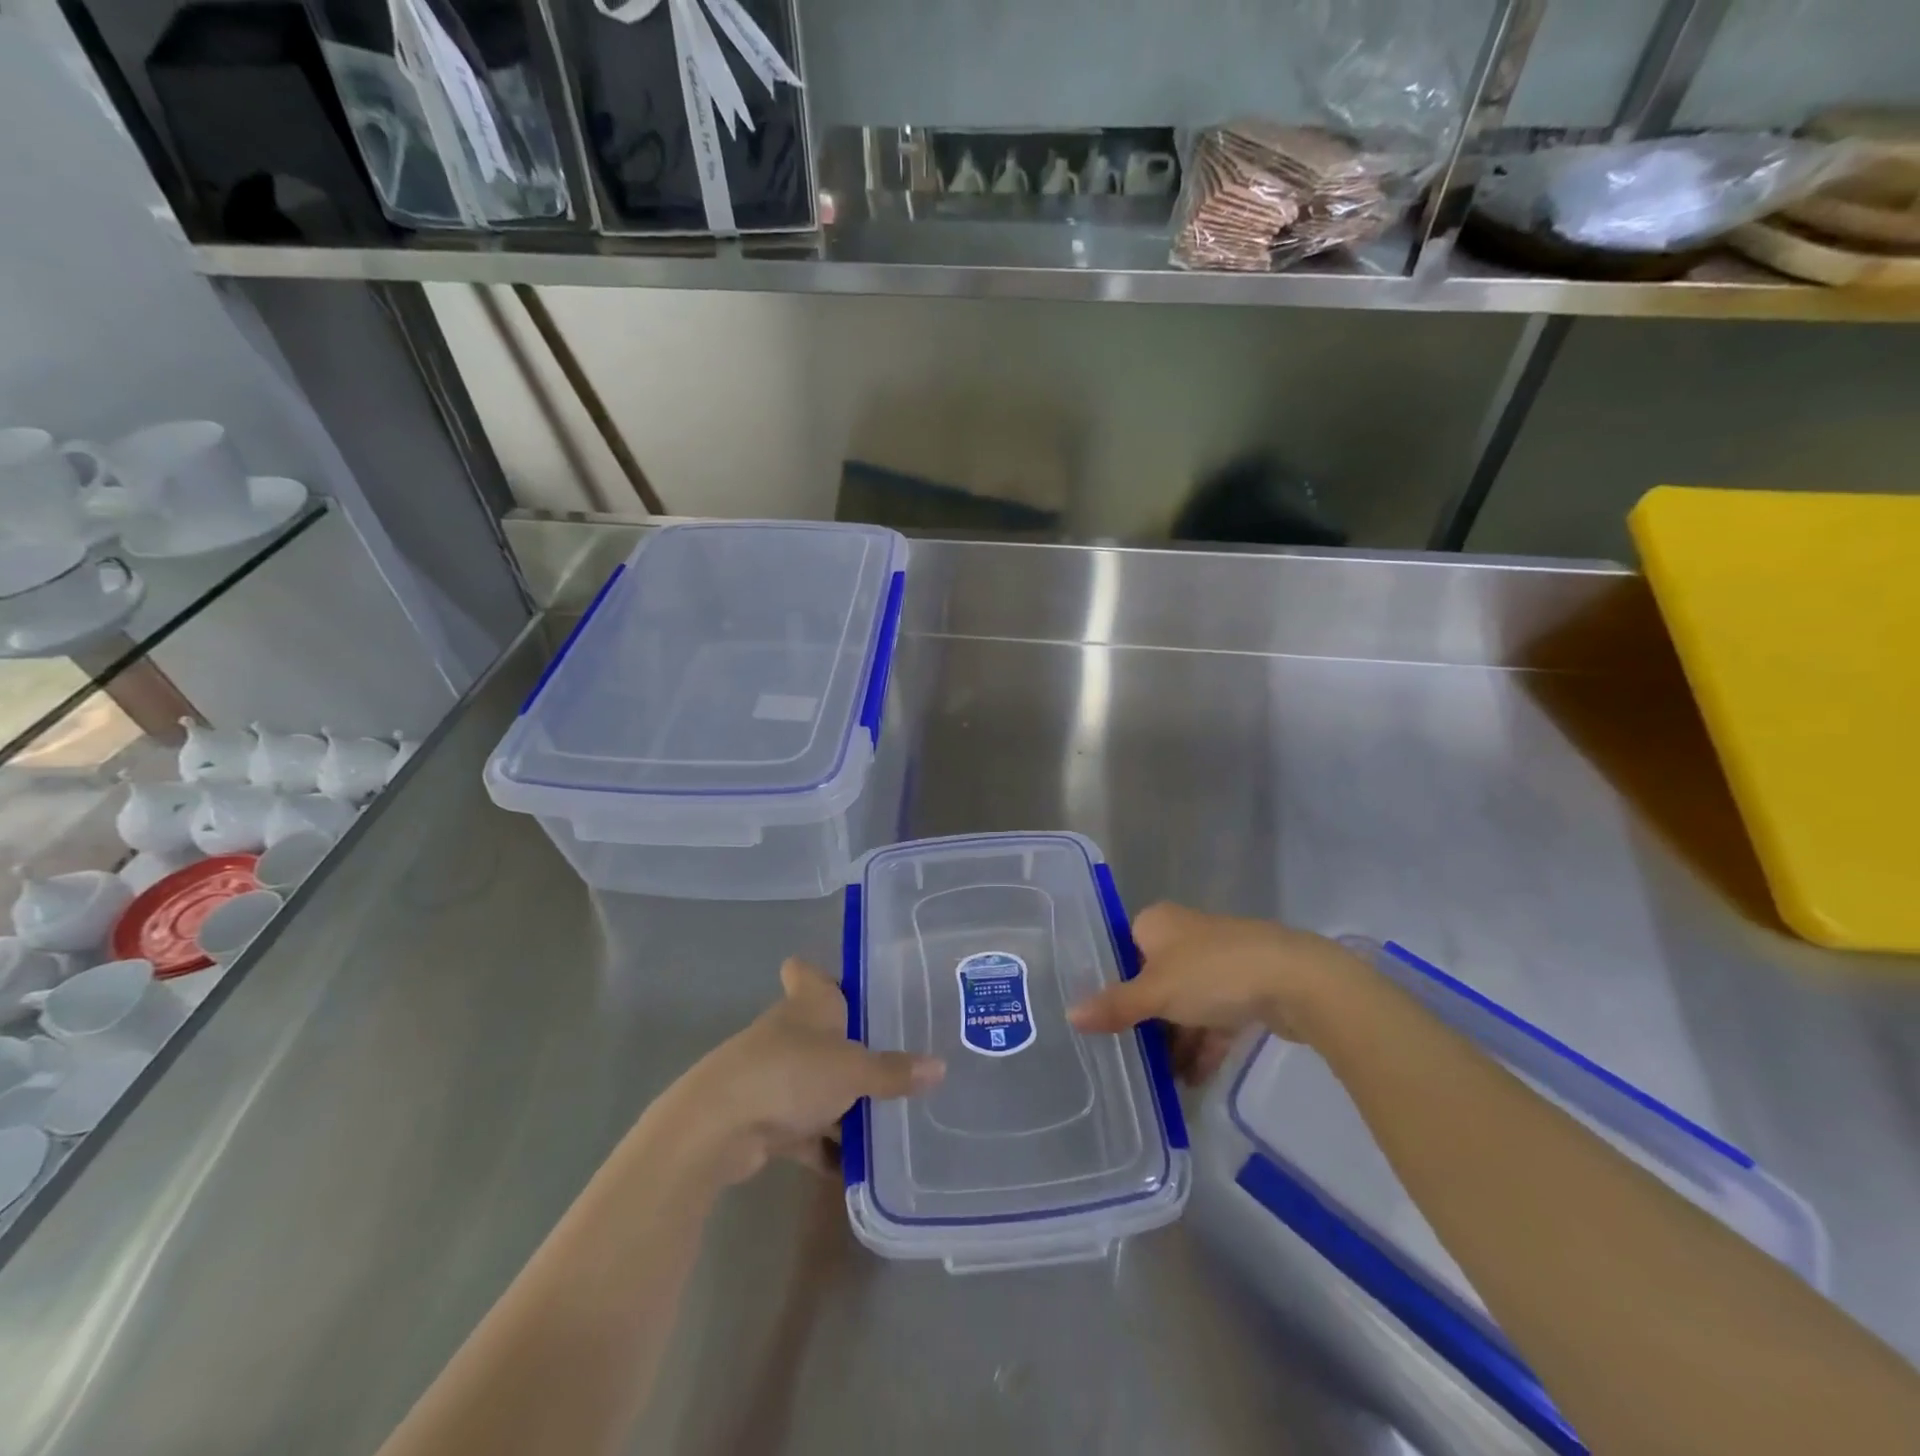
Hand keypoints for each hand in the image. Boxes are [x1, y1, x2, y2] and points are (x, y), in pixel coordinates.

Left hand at [660, 960, 944, 1186]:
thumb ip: (894, 1071)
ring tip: (886, 1116)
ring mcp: (773, 1075)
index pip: (807, 972)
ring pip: (814, 1081)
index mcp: (808, 1004)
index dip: (824, 974)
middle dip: (852, 1046)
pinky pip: (803, 1127)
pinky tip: (854, 1165)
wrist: (718, 1127)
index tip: (855, 986)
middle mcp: (789, 1032)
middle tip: (895, 1057)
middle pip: (821, 1030)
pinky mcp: (762, 1117)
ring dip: (840, 1100)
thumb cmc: (791, 1073)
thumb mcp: (854, 1070)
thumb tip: (940, 1067)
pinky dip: (824, 1144)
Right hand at [1067, 904, 1363, 1080]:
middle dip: (1144, 1019)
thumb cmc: (1213, 974)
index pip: (1123, 948)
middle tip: (1124, 1054)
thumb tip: (1069, 1015)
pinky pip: (1214, 1019)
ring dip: (1174, 1040)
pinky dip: (1203, 1046)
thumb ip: (1115, 1006)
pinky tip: (1192, 1081)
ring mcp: (1219, 962)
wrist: (1297, 981)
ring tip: (1159, 1080)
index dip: (1111, 982)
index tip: (1100, 1017)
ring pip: (1185, 1003)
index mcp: (1159, 923)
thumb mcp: (1155, 992)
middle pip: (1154, 979)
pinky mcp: (1247, 988)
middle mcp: (1187, 936)